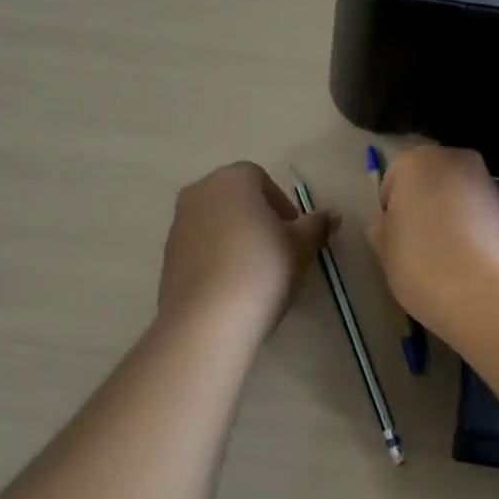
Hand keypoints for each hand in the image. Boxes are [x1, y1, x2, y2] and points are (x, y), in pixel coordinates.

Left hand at [157, 163, 336, 337]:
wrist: (207, 319)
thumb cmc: (263, 269)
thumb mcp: (302, 246)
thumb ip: (317, 225)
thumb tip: (331, 216)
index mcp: (232, 179)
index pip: (261, 179)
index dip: (282, 205)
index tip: (295, 235)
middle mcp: (199, 192)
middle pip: (236, 198)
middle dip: (259, 219)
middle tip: (280, 251)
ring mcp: (178, 223)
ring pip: (216, 222)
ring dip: (237, 238)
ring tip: (256, 273)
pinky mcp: (167, 256)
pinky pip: (201, 247)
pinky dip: (217, 257)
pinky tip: (233, 286)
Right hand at [365, 146, 498, 337]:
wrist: (490, 295)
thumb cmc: (423, 264)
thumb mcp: (384, 251)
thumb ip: (380, 229)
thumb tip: (384, 224)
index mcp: (417, 161)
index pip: (393, 181)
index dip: (390, 212)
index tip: (394, 240)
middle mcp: (456, 161)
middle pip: (430, 183)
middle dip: (423, 208)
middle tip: (417, 247)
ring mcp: (489, 183)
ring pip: (458, 198)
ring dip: (450, 219)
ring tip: (446, 259)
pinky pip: (481, 216)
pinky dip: (474, 232)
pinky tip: (470, 264)